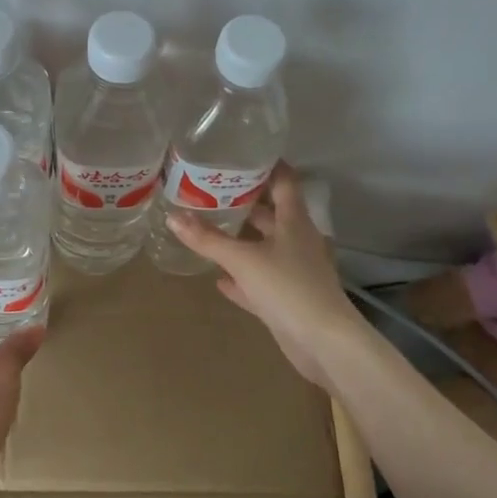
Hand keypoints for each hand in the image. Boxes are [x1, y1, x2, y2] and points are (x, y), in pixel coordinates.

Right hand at [166, 164, 368, 390]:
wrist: (324, 343)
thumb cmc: (288, 287)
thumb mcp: (243, 260)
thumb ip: (208, 239)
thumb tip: (172, 216)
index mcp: (295, 222)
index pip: (284, 182)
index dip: (268, 166)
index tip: (244, 154)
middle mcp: (298, 241)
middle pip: (272, 215)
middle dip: (246, 203)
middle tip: (213, 191)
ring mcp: (295, 271)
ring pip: (265, 248)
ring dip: (242, 241)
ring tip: (211, 228)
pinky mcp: (289, 300)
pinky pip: (261, 282)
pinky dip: (242, 279)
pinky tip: (220, 279)